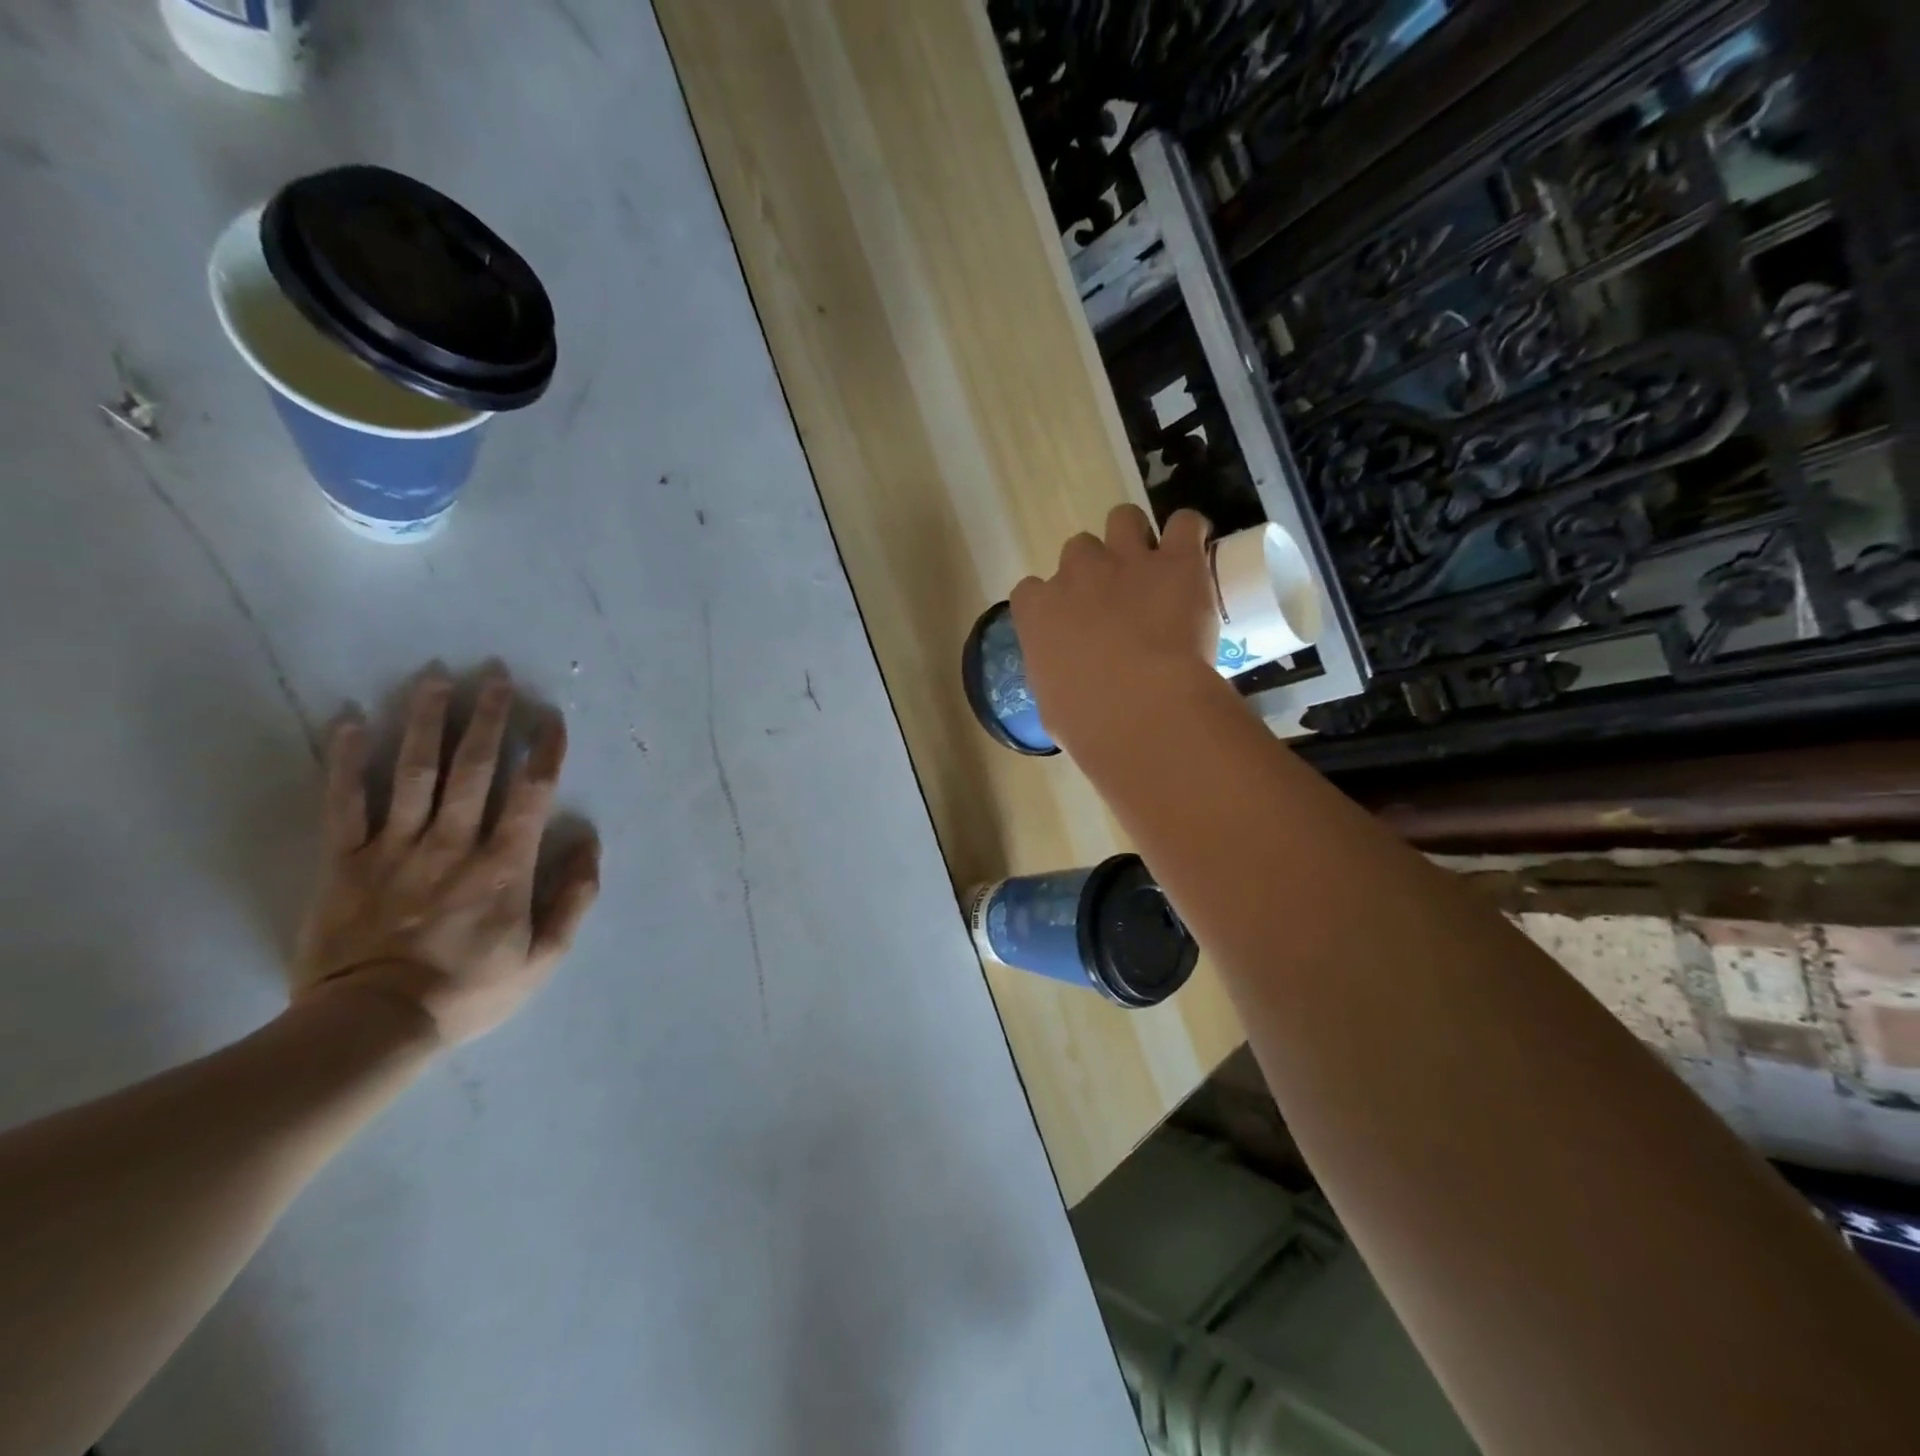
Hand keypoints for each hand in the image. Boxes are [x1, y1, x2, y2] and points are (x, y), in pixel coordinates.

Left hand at [293, 670, 600, 1046]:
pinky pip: (343, 802)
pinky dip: (344, 759)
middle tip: (494, 674)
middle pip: (473, 768)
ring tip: (435, 677)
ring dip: (426, 721)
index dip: (544, 752)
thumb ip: (574, 898)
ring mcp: (394, 847)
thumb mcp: (545, 957)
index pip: (530, 794)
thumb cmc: (470, 989)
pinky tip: (347, 720)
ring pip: (412, 771)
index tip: (552, 718)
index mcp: (503, 866)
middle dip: (487, 717)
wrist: (373, 1026)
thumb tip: (589, 842)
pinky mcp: (344, 860)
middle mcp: (453, 843)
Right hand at [1009, 505, 1220, 753]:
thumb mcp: (1053, 705)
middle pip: (1078, 550)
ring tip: (1154, 568)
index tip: (1070, 626)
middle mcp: (1077, 574)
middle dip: (1095, 571)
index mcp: (1038, 611)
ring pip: (1124, 518)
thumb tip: (1071, 678)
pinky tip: (1193, 557)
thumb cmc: (1089, 723)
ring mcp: (1127, 560)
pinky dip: (1189, 535)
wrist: (1142, 712)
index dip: (1053, 604)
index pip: (1032, 590)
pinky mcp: (1178, 561)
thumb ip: (1056, 676)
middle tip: (1117, 603)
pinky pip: (1185, 523)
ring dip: (1136, 538)